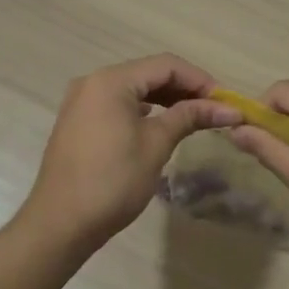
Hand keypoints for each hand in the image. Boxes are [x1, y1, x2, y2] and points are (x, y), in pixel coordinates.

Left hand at [19, 54, 240, 252]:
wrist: (60, 224)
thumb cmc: (113, 181)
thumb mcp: (156, 145)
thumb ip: (190, 117)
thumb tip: (228, 109)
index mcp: (111, 81)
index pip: (166, 65)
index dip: (200, 80)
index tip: (225, 101)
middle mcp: (93, 82)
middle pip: (149, 73)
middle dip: (184, 89)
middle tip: (215, 110)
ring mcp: (83, 102)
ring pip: (134, 89)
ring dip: (166, 99)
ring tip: (195, 117)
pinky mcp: (79, 121)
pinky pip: (118, 104)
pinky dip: (144, 110)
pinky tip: (161, 124)